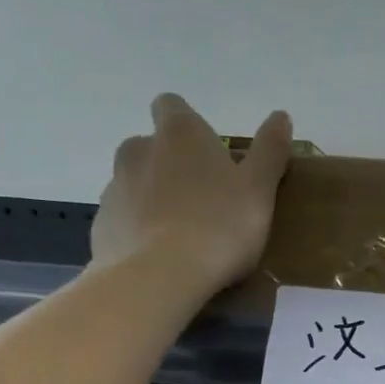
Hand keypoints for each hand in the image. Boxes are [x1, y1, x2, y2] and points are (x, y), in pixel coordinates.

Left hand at [91, 93, 292, 295]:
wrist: (159, 277)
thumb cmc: (219, 227)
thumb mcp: (258, 190)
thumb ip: (270, 151)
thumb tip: (281, 116)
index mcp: (178, 133)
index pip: (172, 106)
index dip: (189, 125)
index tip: (209, 154)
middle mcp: (138, 150)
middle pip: (152, 147)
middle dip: (172, 166)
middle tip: (203, 200)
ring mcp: (114, 188)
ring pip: (135, 185)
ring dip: (155, 200)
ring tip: (182, 236)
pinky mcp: (102, 225)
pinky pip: (124, 221)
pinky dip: (139, 232)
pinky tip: (161, 259)